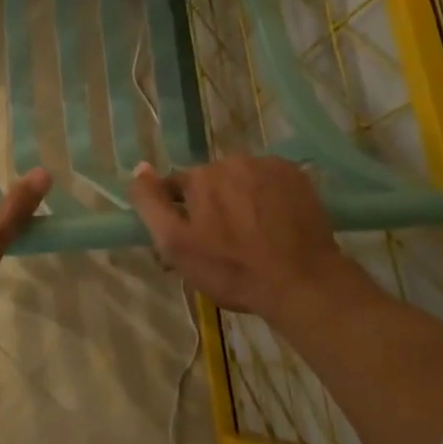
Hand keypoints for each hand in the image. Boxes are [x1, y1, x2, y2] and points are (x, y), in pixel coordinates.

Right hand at [129, 157, 360, 322]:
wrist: (302, 282)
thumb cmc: (232, 270)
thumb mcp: (176, 245)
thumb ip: (151, 204)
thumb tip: (140, 168)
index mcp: (199, 177)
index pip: (177, 186)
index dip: (182, 213)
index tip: (194, 239)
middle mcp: (230, 160)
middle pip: (211, 180)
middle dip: (213, 204)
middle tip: (225, 242)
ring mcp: (267, 165)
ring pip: (241, 178)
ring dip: (241, 198)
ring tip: (255, 234)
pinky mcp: (295, 175)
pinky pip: (270, 179)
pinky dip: (268, 195)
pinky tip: (275, 223)